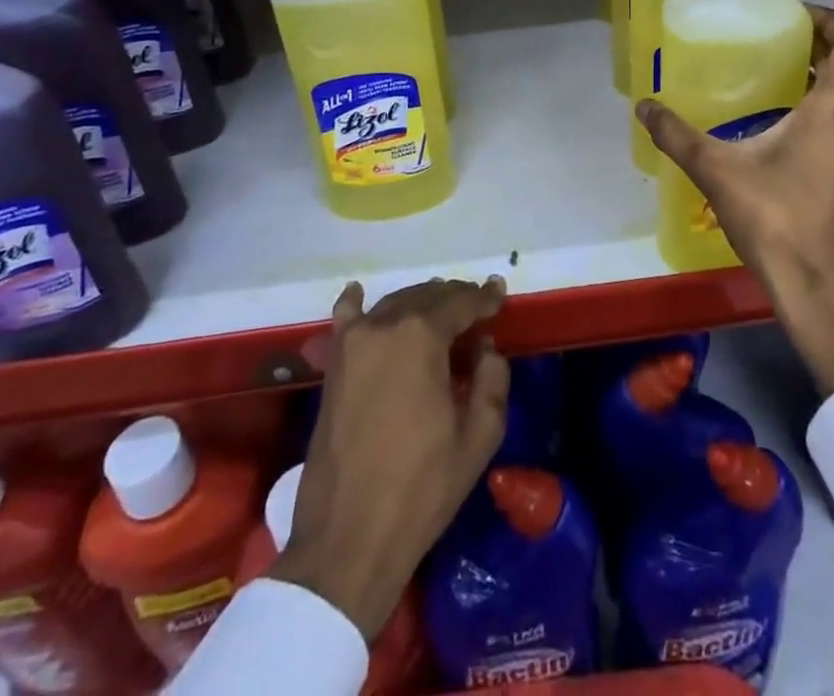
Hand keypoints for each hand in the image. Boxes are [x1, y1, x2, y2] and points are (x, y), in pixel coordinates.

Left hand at [273, 278, 508, 639]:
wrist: (348, 540)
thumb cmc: (422, 487)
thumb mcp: (479, 435)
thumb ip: (492, 377)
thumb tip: (484, 347)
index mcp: (421, 336)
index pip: (461, 302)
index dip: (484, 298)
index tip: (501, 296)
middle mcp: (384, 325)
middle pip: (427, 296)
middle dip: (455, 299)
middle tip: (478, 308)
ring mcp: (352, 344)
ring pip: (395, 304)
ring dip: (421, 303)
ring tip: (442, 312)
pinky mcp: (332, 367)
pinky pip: (345, 321)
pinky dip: (356, 305)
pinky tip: (359, 294)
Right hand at [637, 4, 833, 395]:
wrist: (815, 286)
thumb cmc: (774, 217)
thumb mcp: (718, 170)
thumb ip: (678, 135)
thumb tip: (643, 107)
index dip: (828, 21)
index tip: (793, 15)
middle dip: (817, 47)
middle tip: (773, 40)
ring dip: (820, 79)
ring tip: (773, 75)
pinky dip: (823, 108)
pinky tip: (782, 123)